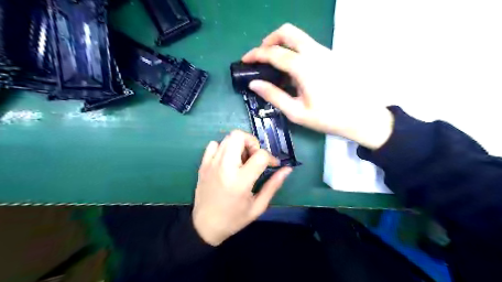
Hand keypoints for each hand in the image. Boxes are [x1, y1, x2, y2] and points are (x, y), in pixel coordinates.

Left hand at [193, 131, 294, 244]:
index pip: (260, 155)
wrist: (205, 226)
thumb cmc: (234, 219)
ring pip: (227, 138)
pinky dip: (223, 147)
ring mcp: (211, 164)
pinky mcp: (203, 164)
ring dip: (239, 144)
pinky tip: (227, 161)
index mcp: (241, 180)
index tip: (272, 165)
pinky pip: (214, 144)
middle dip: (252, 142)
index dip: (271, 157)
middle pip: (239, 136)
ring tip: (242, 160)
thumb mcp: (258, 206)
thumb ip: (273, 185)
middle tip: (254, 156)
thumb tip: (287, 169)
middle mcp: (225, 167)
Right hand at [241, 23, 393, 149]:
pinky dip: (294, 50)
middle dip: (270, 40)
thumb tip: (253, 84)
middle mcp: (314, 52)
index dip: (256, 54)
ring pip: (299, 36)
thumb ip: (273, 95)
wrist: (362, 116)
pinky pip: (308, 45)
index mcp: (304, 67)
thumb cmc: (328, 118)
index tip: (245, 60)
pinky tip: (293, 70)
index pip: (273, 53)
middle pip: (287, 32)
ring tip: (275, 64)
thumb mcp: (296, 112)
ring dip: (282, 44)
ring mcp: (325, 52)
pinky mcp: (331, 56)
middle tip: (262, 56)